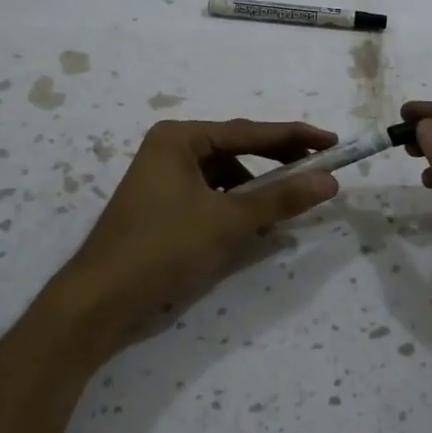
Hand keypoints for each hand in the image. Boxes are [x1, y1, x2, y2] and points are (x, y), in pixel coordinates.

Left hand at [44, 119, 339, 361]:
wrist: (99, 301)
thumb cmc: (164, 248)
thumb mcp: (228, 221)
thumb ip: (280, 198)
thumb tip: (329, 180)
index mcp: (180, 137)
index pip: (249, 131)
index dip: (295, 137)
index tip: (332, 141)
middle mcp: (170, 148)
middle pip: (237, 149)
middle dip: (277, 162)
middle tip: (318, 170)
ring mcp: (163, 177)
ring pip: (225, 175)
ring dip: (256, 188)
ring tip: (287, 204)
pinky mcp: (162, 205)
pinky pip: (210, 194)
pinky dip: (234, 205)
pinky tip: (253, 224)